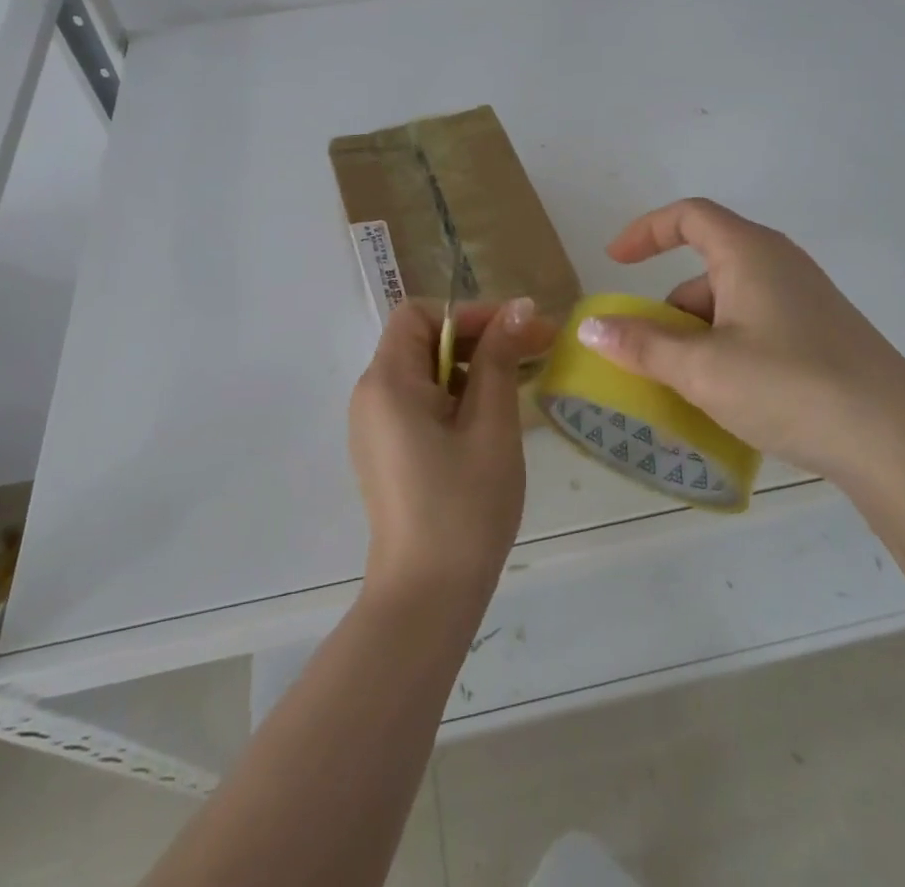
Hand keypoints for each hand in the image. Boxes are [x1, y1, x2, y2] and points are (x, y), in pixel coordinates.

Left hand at [349, 297, 552, 603]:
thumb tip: (519, 306)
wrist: (427, 597)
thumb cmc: (464, 505)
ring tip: (519, 383)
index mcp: (387, 381)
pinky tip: (492, 417)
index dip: (469, 314)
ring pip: (424, 372)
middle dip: (478, 338)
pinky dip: (455, 396)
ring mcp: (375, 426)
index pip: (419, 315)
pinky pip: (420, 402)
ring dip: (471, 367)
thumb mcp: (491, 424)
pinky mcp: (386, 451)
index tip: (517, 329)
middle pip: (421, 341)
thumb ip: (500, 357)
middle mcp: (371, 396)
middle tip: (533, 350)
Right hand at [575, 198, 904, 479]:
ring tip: (686, 387)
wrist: (898, 442)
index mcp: (750, 253)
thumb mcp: (703, 369)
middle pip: (707, 267)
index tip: (614, 262)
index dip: (646, 231)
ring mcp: (806, 300)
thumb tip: (591, 328)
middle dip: (669, 307)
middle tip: (649, 353)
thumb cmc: (790, 386)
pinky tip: (729, 396)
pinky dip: (728, 348)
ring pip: (732, 301)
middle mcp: (780, 264)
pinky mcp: (823, 334)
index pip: (688, 216)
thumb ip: (642, 346)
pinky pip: (757, 325)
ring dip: (698, 334)